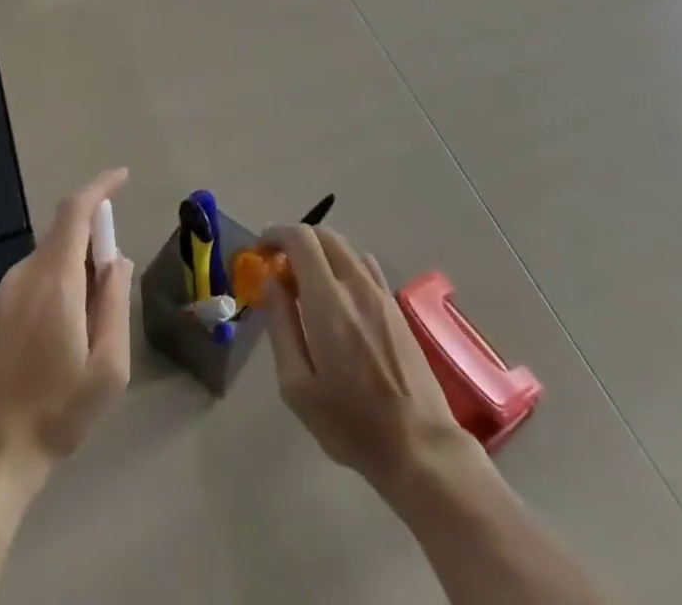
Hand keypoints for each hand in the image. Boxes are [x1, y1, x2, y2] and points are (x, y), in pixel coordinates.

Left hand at [0, 169, 134, 480]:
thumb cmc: (55, 413)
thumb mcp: (107, 367)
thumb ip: (114, 303)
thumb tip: (117, 260)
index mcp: (54, 280)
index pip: (75, 211)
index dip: (100, 187)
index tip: (123, 177)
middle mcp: (25, 275)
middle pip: (63, 233)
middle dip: (94, 238)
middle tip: (115, 280)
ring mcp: (4, 293)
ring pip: (50, 259)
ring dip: (77, 267)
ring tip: (92, 321)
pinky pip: (35, 279)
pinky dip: (59, 283)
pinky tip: (65, 332)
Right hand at [263, 224, 478, 502]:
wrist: (420, 447)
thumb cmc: (350, 424)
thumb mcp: (297, 386)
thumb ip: (281, 326)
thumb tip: (271, 282)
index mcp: (329, 301)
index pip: (301, 238)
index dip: (276, 235)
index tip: (260, 251)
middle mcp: (356, 286)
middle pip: (324, 235)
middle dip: (296, 240)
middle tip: (278, 266)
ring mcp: (381, 294)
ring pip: (345, 249)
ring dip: (319, 253)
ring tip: (304, 283)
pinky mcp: (396, 308)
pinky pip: (364, 268)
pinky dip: (342, 266)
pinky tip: (337, 299)